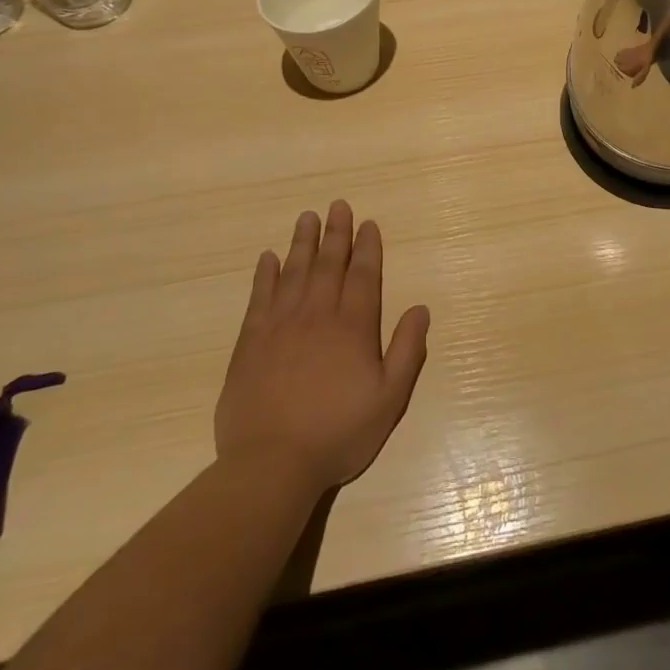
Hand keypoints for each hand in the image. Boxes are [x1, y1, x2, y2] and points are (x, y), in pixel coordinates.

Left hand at [214, 201, 429, 494]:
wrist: (271, 464)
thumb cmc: (338, 433)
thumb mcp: (389, 399)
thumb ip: (407, 350)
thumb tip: (420, 308)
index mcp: (353, 327)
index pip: (363, 276)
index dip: (367, 248)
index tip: (368, 224)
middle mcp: (318, 316)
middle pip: (329, 264)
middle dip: (336, 233)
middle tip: (338, 205)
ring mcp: (280, 326)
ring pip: (294, 272)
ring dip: (302, 243)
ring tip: (307, 217)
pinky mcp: (249, 343)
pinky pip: (259, 298)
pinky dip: (265, 275)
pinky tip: (268, 258)